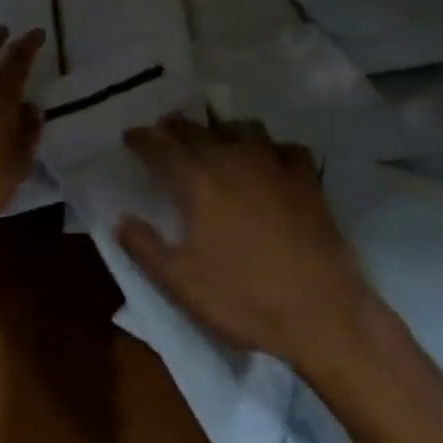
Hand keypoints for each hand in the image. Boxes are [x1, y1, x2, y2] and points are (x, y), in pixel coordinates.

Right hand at [116, 116, 382, 373]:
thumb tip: (119, 220)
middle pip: (198, 131)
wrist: (323, 315)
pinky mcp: (308, 183)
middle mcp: (232, 164)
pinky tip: (272, 160)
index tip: (130, 135)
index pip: (160, 149)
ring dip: (223, 129)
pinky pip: (288, 149)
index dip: (142, 139)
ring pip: (244, 130)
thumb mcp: (181, 283)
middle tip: (165, 128)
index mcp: (197, 185)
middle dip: (176, 127)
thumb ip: (145, 248)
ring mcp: (275, 169)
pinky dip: (274, 149)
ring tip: (216, 137)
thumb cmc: (244, 300)